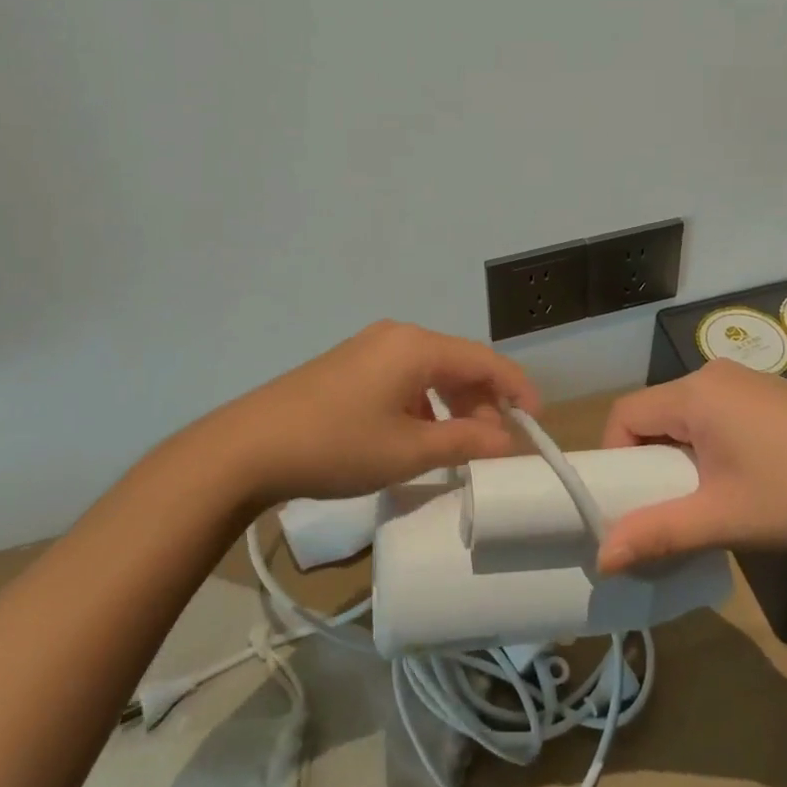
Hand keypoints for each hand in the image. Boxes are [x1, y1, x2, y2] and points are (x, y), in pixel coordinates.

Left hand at [198, 320, 541, 507]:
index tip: (536, 421)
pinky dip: (424, 404)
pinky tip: (419, 436)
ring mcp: (371, 348)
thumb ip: (464, 442)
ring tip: (460, 446)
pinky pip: (404, 377)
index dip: (516, 388)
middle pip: (458, 363)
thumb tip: (507, 440)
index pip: (484, 359)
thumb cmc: (337, 444)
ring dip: (453, 405)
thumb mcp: (407, 450)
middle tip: (495, 445)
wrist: (249, 446)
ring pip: (431, 371)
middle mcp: (398, 336)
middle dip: (483, 402)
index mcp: (416, 346)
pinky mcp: (351, 365)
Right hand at [596, 360, 786, 572]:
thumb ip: (658, 533)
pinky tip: (743, 481)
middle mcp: (713, 374)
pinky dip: (710, 445)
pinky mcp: (769, 394)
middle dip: (650, 462)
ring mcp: (744, 381)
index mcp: (694, 393)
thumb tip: (602, 558)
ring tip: (707, 501)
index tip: (631, 502)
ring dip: (681, 456)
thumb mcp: (722, 519)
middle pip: (655, 413)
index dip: (615, 458)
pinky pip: (716, 414)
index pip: (625, 414)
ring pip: (686, 415)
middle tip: (669, 509)